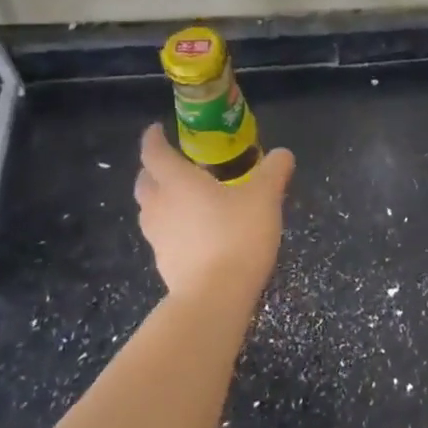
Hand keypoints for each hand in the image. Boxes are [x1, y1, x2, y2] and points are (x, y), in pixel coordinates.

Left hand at [134, 123, 294, 307]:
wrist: (215, 296)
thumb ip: (274, 171)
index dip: (153, 139)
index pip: (154, 153)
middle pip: (145, 181)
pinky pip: (162, 235)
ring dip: (161, 199)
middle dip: (154, 170)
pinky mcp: (164, 263)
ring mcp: (158, 237)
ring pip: (150, 210)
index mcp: (178, 182)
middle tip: (174, 164)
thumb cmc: (236, 235)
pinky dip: (173, 226)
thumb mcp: (265, 197)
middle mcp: (160, 206)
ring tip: (186, 198)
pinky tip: (196, 232)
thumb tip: (283, 154)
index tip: (157, 130)